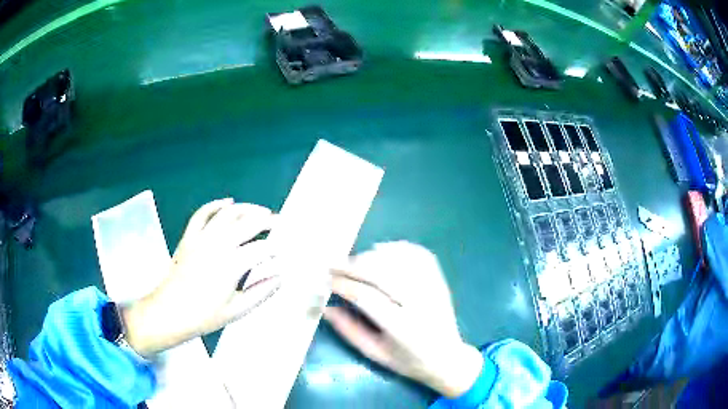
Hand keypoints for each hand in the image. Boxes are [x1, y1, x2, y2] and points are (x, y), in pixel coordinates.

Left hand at [122, 199, 278, 356]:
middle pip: (247, 223)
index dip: (275, 250)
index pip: (261, 250)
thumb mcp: (237, 311)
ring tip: (260, 211)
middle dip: (266, 220)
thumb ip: (261, 292)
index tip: (282, 254)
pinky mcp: (189, 237)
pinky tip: (228, 202)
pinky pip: (203, 214)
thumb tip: (279, 277)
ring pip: (227, 213)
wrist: (169, 312)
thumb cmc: (204, 316)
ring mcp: (201, 238)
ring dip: (247, 208)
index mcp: (232, 265)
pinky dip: (216, 205)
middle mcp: (218, 245)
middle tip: (278, 223)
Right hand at [324, 241, 483, 397]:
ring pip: (400, 260)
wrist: (447, 358)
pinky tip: (381, 250)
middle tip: (334, 265)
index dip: (345, 285)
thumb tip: (326, 307)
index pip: (368, 298)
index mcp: (403, 329)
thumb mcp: (375, 354)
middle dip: (354, 266)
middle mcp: (421, 304)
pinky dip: (398, 247)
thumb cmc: (408, 361)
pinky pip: (419, 254)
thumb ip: (349, 331)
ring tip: (354, 261)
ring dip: (372, 255)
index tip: (327, 280)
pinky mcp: (439, 280)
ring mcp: (433, 289)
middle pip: (383, 274)